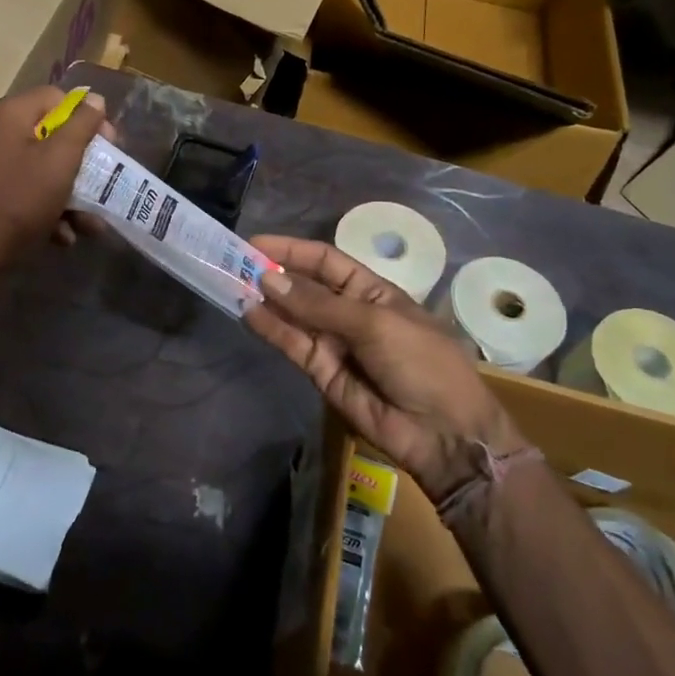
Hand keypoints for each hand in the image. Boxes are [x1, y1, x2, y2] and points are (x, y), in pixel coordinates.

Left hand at [0, 87, 111, 285]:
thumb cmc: (17, 202)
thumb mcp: (59, 161)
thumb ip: (81, 126)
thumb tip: (95, 99)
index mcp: (10, 115)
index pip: (58, 98)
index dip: (88, 118)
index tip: (108, 146)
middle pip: (52, 136)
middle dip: (83, 165)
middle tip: (104, 184)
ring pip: (42, 170)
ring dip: (71, 195)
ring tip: (90, 225)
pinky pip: (26, 193)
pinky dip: (48, 211)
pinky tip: (63, 236)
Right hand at [244, 236, 518, 502]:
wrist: (443, 433)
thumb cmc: (422, 363)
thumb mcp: (374, 323)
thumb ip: (318, 304)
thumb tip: (269, 280)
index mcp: (372, 291)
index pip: (325, 260)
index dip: (293, 250)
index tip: (256, 242)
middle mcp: (349, 312)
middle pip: (304, 286)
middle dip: (273, 274)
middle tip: (233, 263)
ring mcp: (334, 343)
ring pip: (292, 315)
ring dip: (265, 300)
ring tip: (231, 284)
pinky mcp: (321, 372)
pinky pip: (292, 345)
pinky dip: (270, 329)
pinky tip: (248, 313)